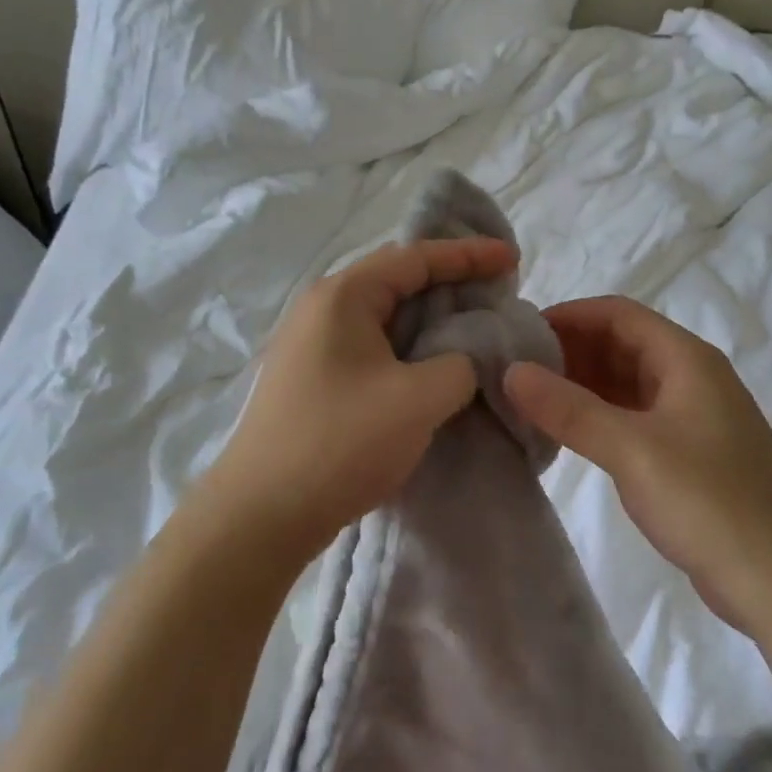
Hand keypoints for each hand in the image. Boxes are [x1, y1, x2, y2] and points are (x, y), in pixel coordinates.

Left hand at [201, 237, 519, 562]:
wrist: (259, 516)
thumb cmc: (340, 443)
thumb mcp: (418, 399)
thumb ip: (461, 364)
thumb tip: (468, 356)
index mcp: (343, 296)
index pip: (415, 257)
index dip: (468, 255)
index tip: (511, 258)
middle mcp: (323, 308)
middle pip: (397, 279)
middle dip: (450, 282)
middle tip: (495, 291)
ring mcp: (313, 344)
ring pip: (385, 315)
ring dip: (430, 318)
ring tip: (473, 326)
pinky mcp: (313, 377)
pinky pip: (372, 344)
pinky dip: (409, 346)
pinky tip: (432, 366)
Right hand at [504, 296, 771, 630]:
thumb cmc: (711, 504)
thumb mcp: (632, 451)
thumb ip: (569, 409)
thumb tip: (512, 371)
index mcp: (687, 359)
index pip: (618, 314)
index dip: (568, 316)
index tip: (519, 333)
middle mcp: (691, 377)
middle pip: (621, 344)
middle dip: (569, 350)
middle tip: (515, 368)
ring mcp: (692, 418)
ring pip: (626, 382)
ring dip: (581, 385)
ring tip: (530, 399)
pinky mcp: (689, 454)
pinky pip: (634, 417)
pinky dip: (598, 417)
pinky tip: (565, 434)